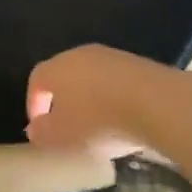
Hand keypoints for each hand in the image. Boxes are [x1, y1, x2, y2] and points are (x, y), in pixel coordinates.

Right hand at [25, 45, 171, 158]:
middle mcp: (79, 55)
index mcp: (55, 68)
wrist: (156, 103)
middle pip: (64, 75)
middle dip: (63, 100)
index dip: (35, 103)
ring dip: (91, 98)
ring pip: (92, 77)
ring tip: (98, 125)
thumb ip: (42, 133)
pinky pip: (116, 81)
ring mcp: (110, 56)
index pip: (36, 80)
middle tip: (68, 126)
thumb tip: (35, 128)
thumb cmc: (99, 121)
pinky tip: (124, 118)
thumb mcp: (62, 137)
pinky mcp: (137, 63)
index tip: (40, 127)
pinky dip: (114, 97)